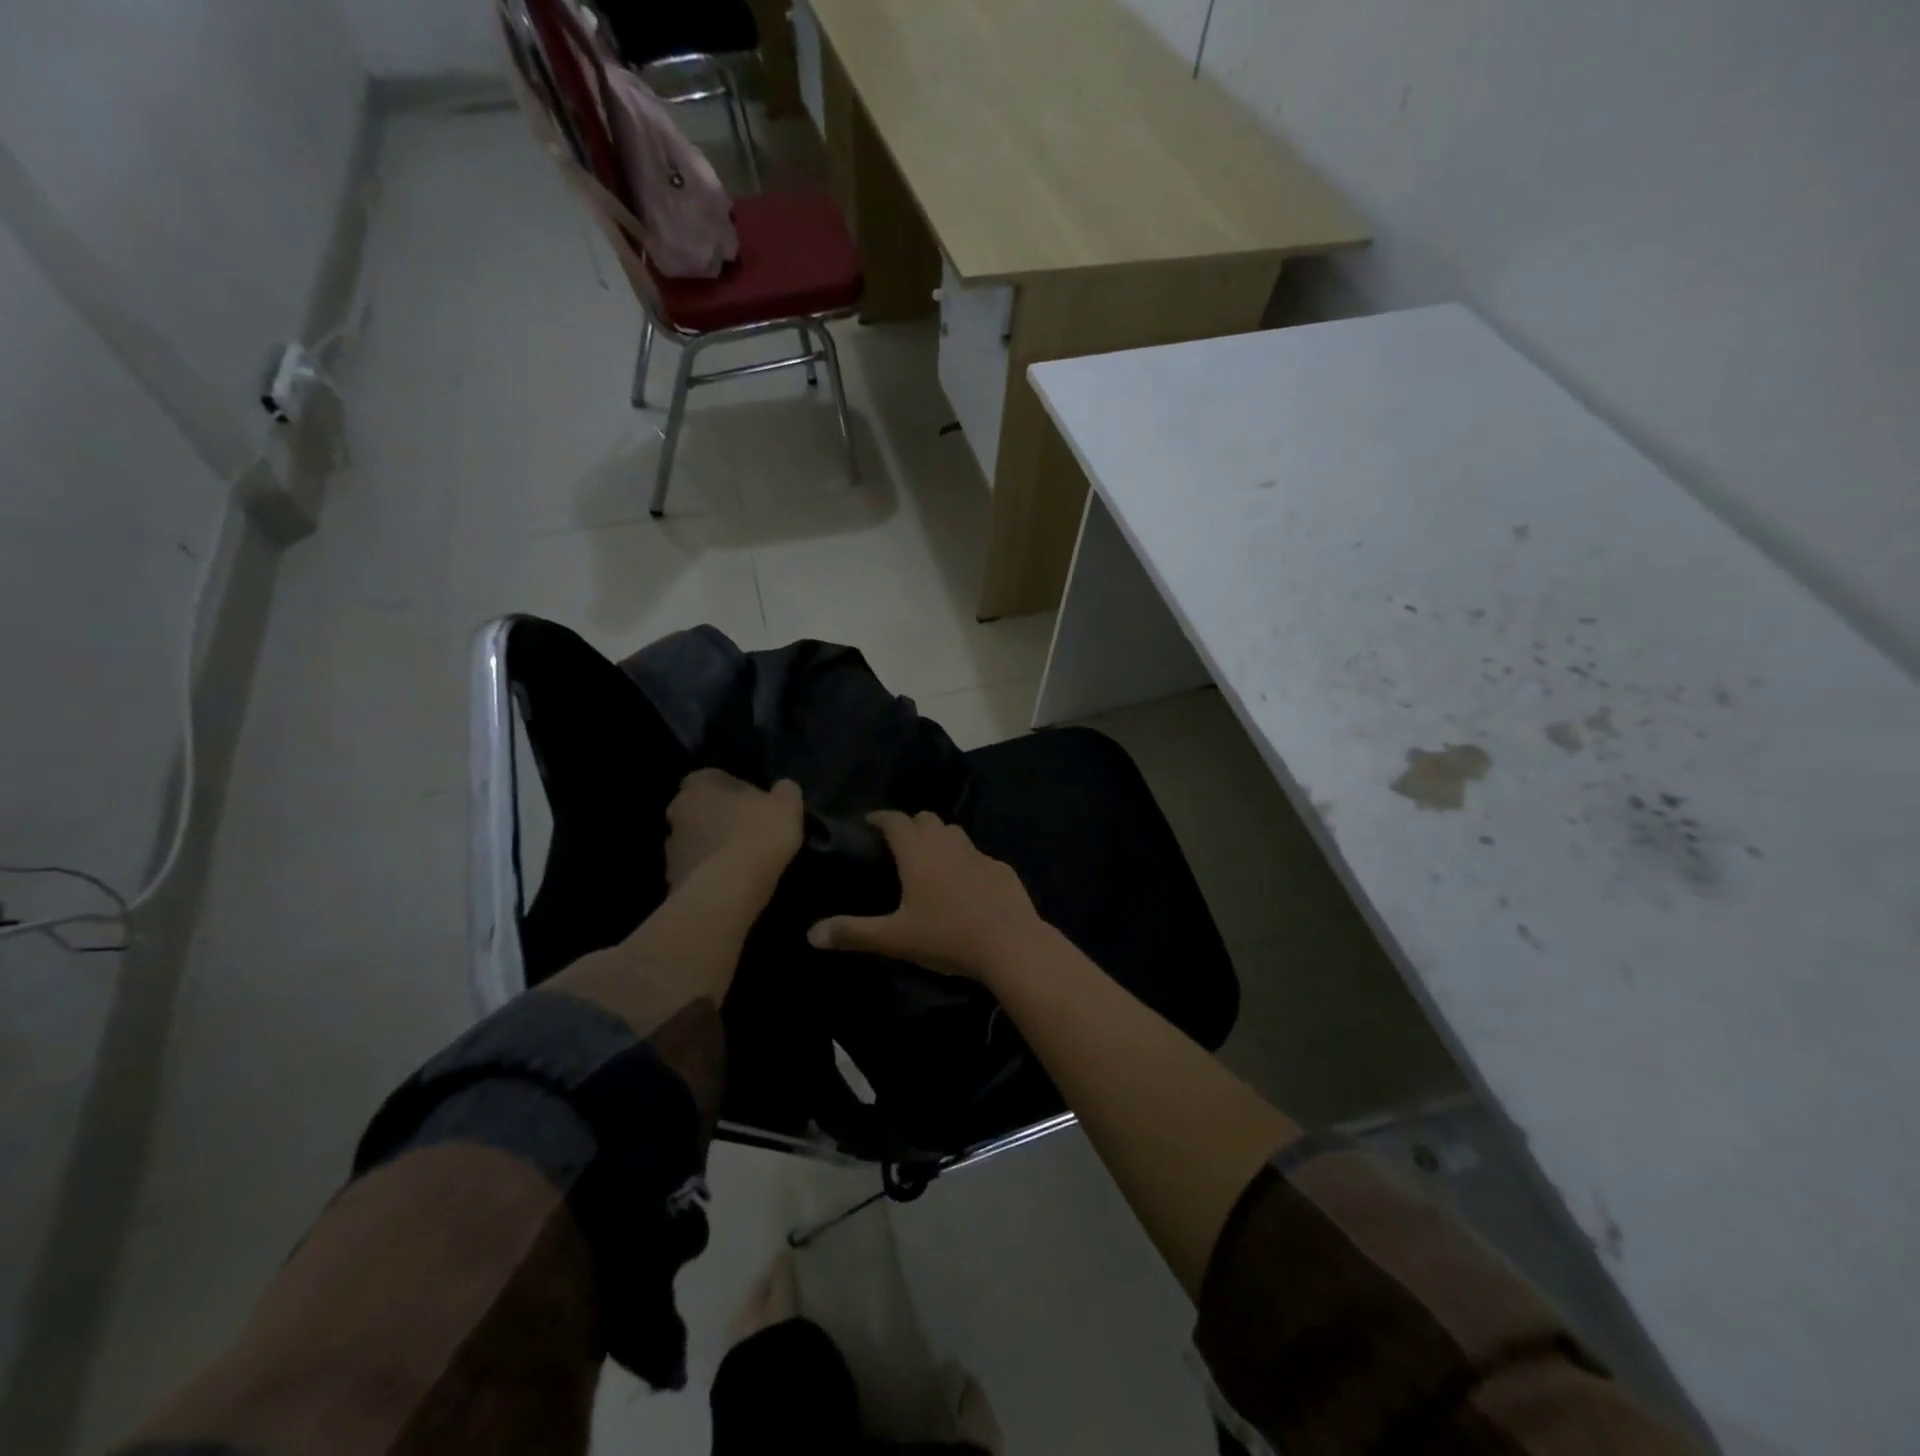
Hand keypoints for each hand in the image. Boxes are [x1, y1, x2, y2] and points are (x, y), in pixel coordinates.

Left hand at [665, 769, 804, 888]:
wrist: (727, 890)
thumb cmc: (758, 835)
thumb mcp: (788, 806)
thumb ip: (785, 791)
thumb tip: (782, 788)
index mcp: (701, 784)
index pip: (713, 778)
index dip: (734, 790)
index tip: (753, 804)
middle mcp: (677, 809)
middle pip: (699, 808)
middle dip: (718, 817)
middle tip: (747, 831)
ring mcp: (670, 845)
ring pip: (694, 839)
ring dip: (711, 846)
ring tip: (740, 861)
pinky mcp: (671, 877)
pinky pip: (694, 869)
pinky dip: (708, 872)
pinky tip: (730, 882)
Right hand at [807, 811, 1047, 979]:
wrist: (1009, 943)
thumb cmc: (946, 936)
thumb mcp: (894, 938)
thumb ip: (853, 932)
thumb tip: (811, 934)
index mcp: (918, 851)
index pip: (894, 820)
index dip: (880, 817)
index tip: (869, 823)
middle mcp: (947, 843)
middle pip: (925, 818)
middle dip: (910, 825)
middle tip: (897, 845)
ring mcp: (978, 853)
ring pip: (953, 832)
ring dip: (938, 838)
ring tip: (928, 861)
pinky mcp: (1000, 868)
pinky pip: (976, 855)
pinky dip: (964, 861)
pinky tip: (963, 885)